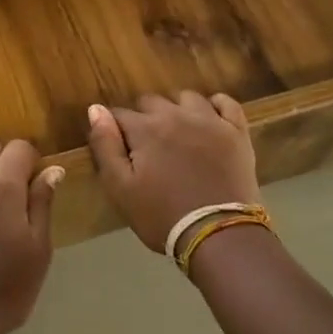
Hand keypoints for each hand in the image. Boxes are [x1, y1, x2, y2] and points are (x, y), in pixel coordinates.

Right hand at [85, 92, 259, 252]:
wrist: (218, 235)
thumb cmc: (162, 216)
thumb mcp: (120, 188)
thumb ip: (105, 145)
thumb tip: (96, 109)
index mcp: (145, 128)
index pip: (119, 114)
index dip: (115, 129)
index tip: (120, 149)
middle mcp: (176, 115)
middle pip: (151, 101)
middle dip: (144, 118)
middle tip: (148, 147)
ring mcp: (210, 120)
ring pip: (187, 98)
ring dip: (177, 109)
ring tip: (177, 133)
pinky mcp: (236, 132)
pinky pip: (226, 102)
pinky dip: (215, 105)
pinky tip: (209, 118)